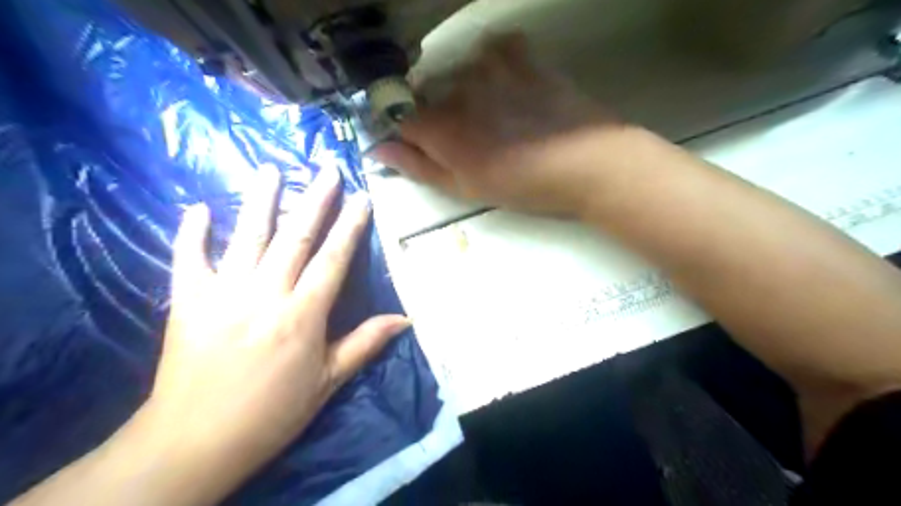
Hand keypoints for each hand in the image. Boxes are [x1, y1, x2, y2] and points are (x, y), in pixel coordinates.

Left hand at [140, 168, 408, 500]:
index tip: (362, 198)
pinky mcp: (187, 301)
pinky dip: (192, 232)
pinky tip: (199, 208)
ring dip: (261, 200)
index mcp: (303, 314)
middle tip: (327, 168)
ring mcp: (223, 293)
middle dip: (315, 199)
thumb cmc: (272, 413)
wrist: (194, 442)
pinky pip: (189, 259)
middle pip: (296, 236)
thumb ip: (365, 343)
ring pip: (247, 236)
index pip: (334, 259)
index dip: (351, 226)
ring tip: (271, 169)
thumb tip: (405, 319)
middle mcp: (265, 293)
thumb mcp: (327, 382)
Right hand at [370, 33, 628, 216]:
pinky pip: (496, 48)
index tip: (428, 148)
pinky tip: (511, 84)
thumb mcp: (467, 188)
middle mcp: (456, 90)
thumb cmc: (523, 186)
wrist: (586, 163)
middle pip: (431, 97)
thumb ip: (420, 167)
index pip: (402, 120)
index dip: (411, 135)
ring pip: (460, 73)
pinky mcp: (522, 57)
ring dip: (469, 92)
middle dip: (442, 117)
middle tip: (475, 140)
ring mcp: (490, 68)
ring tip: (498, 116)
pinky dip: (497, 63)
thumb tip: (377, 150)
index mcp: (441, 128)